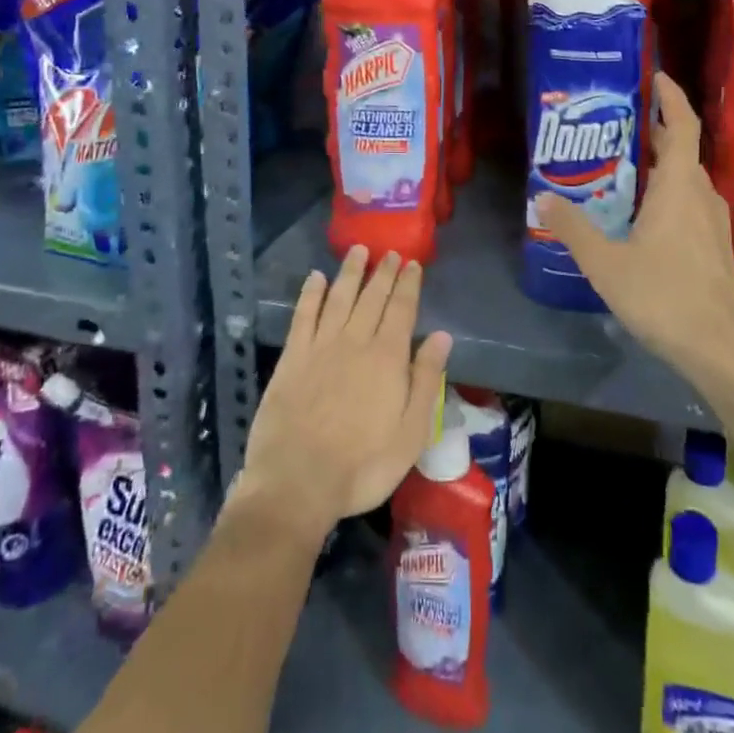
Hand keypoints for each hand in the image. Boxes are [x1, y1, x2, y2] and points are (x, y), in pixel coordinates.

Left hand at [238, 246, 452, 541]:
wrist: (298, 482)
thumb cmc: (363, 465)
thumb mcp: (411, 432)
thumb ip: (426, 380)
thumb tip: (441, 336)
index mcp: (387, 357)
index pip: (401, 309)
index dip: (408, 284)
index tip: (412, 263)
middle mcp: (355, 341)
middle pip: (372, 297)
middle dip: (383, 272)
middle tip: (390, 252)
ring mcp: (320, 346)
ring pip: (339, 297)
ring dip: (350, 272)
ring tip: (358, 251)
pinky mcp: (292, 357)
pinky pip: (302, 315)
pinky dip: (310, 294)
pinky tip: (314, 278)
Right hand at [538, 73, 733, 378]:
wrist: (720, 348)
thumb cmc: (664, 296)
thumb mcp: (606, 263)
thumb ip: (574, 228)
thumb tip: (543, 198)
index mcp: (679, 187)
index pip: (682, 125)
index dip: (671, 97)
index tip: (655, 76)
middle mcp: (701, 195)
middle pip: (681, 149)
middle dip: (655, 129)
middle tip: (618, 122)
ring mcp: (712, 222)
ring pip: (686, 177)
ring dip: (660, 162)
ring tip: (622, 163)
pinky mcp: (713, 245)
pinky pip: (689, 200)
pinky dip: (667, 190)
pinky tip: (641, 211)